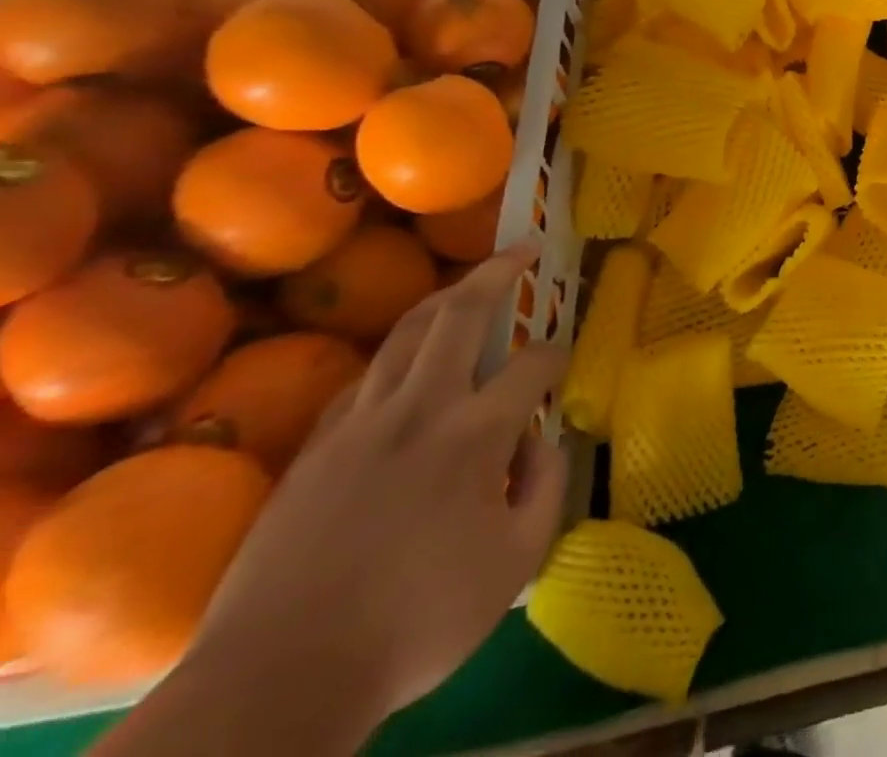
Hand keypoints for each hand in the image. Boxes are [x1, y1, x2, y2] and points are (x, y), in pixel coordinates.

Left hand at [185, 238, 569, 723]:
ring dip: (444, 299)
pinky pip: (364, 379)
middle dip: (497, 272)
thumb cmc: (415, 621)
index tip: (565, 357)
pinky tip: (407, 365)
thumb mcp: (515, 563)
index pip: (533, 364)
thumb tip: (544, 440)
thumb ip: (546, 488)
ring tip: (468, 285)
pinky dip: (397, 357)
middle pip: (459, 313)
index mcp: (475, 433)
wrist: (277, 682)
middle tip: (523, 249)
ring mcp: (359, 424)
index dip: (558, 351)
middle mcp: (419, 409)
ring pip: (405, 334)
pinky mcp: (314, 449)